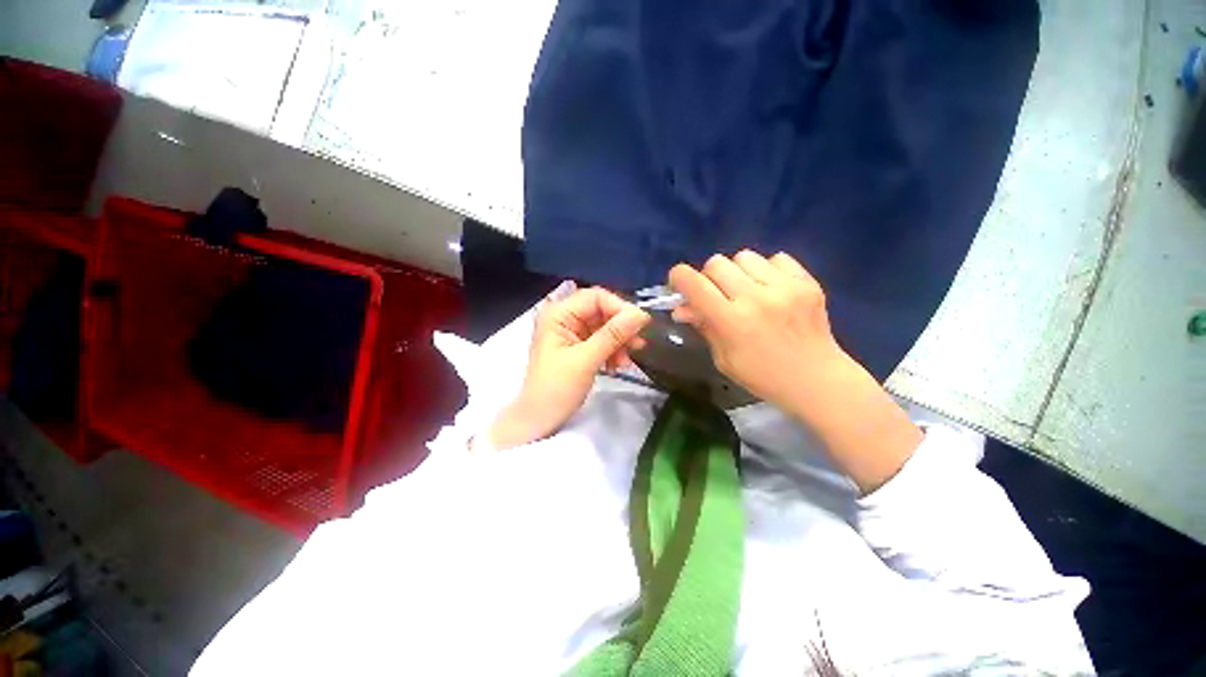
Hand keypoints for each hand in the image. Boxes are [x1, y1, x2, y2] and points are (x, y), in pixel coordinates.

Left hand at [486, 287, 650, 450]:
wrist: (540, 421)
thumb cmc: (556, 389)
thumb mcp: (586, 360)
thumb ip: (613, 335)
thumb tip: (641, 313)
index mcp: (559, 314)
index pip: (595, 297)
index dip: (619, 307)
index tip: (641, 323)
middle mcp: (564, 318)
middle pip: (602, 311)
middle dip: (621, 327)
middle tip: (638, 344)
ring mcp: (572, 333)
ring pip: (605, 327)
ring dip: (619, 341)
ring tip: (627, 360)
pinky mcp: (578, 347)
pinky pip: (602, 341)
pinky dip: (613, 351)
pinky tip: (617, 365)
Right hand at [668, 251, 840, 411]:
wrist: (816, 379)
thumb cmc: (762, 376)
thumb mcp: (723, 358)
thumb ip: (703, 326)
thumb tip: (682, 307)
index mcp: (732, 322)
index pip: (694, 284)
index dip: (679, 277)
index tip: (678, 284)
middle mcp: (756, 298)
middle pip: (716, 263)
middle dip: (708, 277)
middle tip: (716, 295)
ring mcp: (784, 287)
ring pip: (744, 256)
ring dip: (737, 272)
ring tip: (746, 290)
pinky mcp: (806, 281)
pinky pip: (775, 258)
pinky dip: (766, 270)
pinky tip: (770, 289)